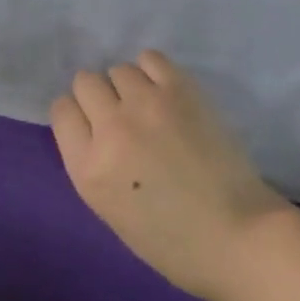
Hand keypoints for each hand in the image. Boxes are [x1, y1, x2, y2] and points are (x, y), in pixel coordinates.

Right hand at [50, 51, 291, 300]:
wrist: (238, 236)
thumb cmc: (173, 241)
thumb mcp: (110, 210)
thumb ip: (93, 163)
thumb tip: (95, 126)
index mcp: (88, 169)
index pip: (62, 110)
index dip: (77, 115)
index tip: (93, 126)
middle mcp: (111, 128)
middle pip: (85, 82)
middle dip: (100, 97)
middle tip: (122, 116)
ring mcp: (146, 105)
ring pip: (118, 69)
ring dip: (128, 86)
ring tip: (149, 106)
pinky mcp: (180, 90)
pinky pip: (150, 58)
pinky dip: (153, 71)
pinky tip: (165, 92)